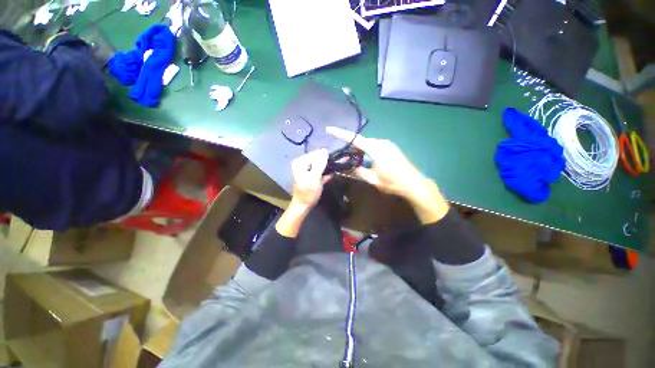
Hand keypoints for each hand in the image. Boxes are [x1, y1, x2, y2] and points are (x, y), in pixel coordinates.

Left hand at [290, 149, 331, 208]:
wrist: (303, 206)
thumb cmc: (308, 192)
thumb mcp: (315, 177)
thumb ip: (320, 163)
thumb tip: (324, 150)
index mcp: (300, 162)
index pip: (315, 154)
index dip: (325, 156)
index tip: (336, 159)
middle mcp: (302, 164)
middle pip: (317, 159)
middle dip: (327, 162)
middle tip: (338, 163)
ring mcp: (306, 171)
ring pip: (319, 166)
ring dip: (328, 167)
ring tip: (337, 166)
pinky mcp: (310, 177)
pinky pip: (319, 172)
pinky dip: (325, 174)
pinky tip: (331, 175)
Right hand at [327, 126, 424, 196]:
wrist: (414, 183)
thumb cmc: (393, 183)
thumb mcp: (373, 179)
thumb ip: (358, 171)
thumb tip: (344, 167)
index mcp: (375, 149)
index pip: (355, 139)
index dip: (341, 133)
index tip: (329, 129)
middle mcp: (381, 142)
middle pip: (361, 141)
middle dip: (350, 146)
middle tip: (342, 156)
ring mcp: (387, 144)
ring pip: (367, 143)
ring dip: (359, 150)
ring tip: (352, 160)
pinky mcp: (390, 147)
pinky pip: (374, 145)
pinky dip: (366, 150)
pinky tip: (365, 159)